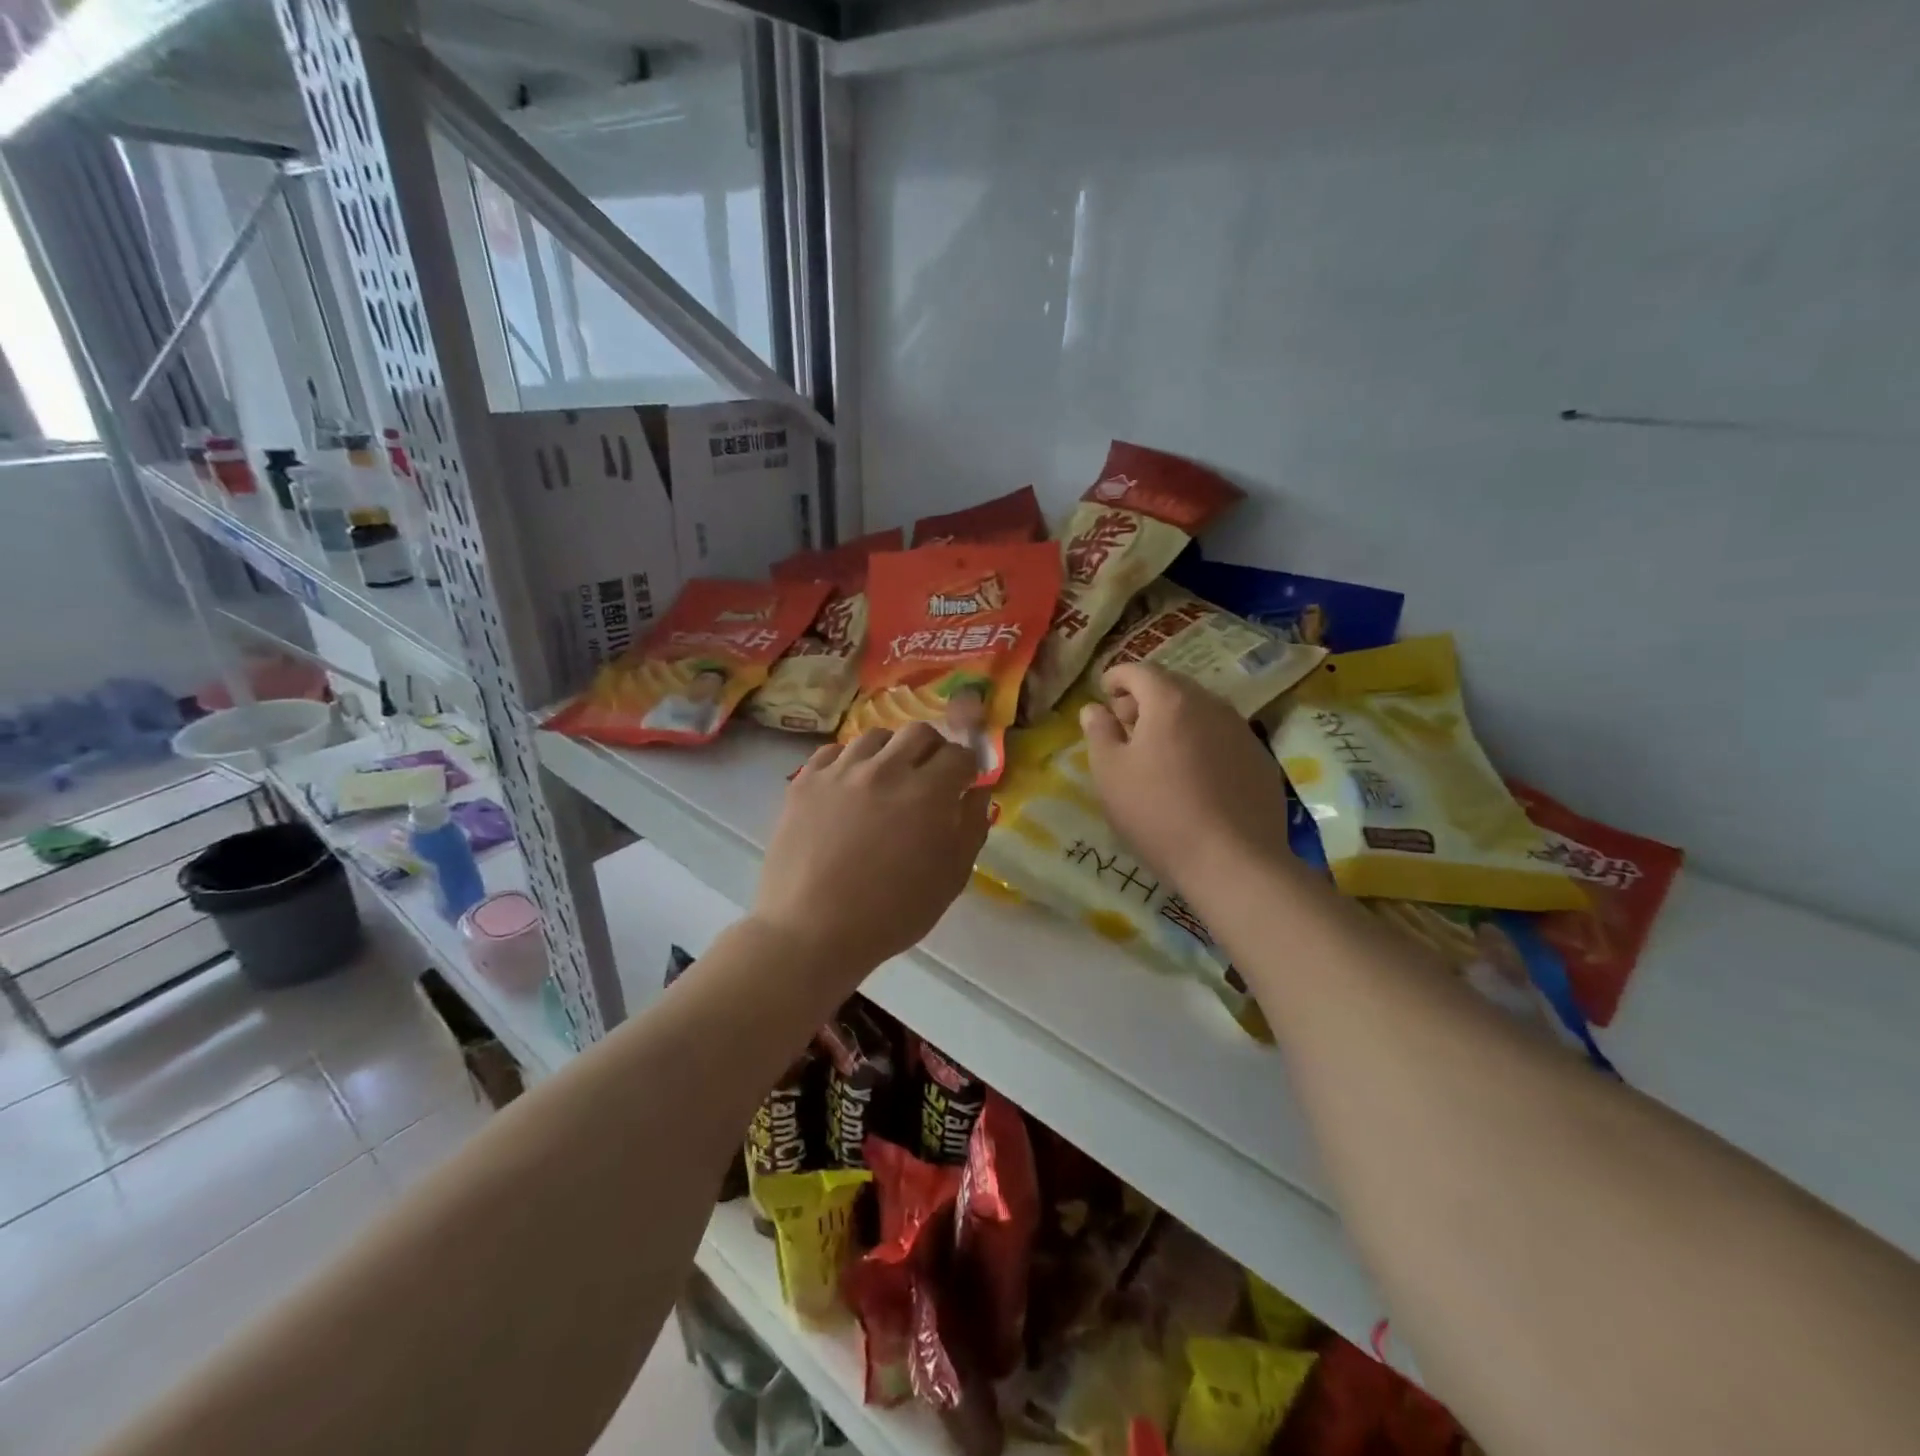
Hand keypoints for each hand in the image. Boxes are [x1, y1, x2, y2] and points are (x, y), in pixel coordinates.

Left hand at [753, 723, 990, 978]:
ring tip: (887, 780)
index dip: (967, 768)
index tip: (963, 784)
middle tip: (929, 775)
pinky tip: (849, 786)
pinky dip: (849, 762)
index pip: (959, 755)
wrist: (811, 931)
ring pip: (875, 736)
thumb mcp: (951, 878)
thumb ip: (972, 827)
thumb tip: (978, 792)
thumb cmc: (891, 914)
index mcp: (927, 793)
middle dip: (933, 749)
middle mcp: (885, 769)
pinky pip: (833, 752)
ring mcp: (840, 772)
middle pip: (919, 732)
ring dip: (891, 752)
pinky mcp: (804, 781)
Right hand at [1079, 664, 1293, 894]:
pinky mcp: (1260, 760)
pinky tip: (1194, 776)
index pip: (1139, 670)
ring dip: (1176, 721)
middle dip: (1145, 699)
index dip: (1117, 677)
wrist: (1233, 861)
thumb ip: (1099, 733)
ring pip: (1201, 712)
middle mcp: (1211, 705)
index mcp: (1170, 701)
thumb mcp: (1110, 774)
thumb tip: (1094, 709)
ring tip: (1158, 752)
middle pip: (1173, 687)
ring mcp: (1242, 731)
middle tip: (1126, 725)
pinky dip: (1202, 743)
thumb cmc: (1158, 812)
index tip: (1104, 692)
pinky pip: (1222, 738)